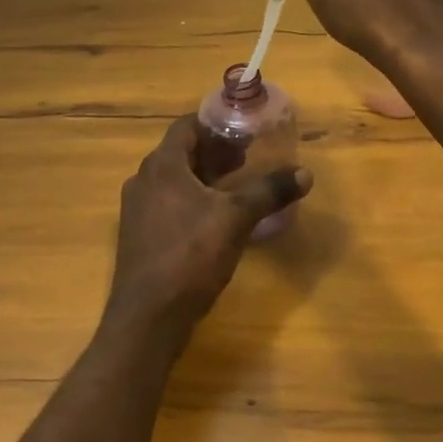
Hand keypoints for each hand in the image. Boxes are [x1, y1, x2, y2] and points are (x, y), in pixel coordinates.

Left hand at [103, 116, 312, 348]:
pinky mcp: (139, 235)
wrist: (149, 317)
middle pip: (180, 152)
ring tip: (236, 186)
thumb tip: (305, 173)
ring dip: (203, 177)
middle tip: (246, 158)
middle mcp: (143, 180)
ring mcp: (137, 210)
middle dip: (214, 152)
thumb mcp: (237, 219)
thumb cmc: (191, 255)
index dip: (215, 125)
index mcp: (162, 166)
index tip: (243, 131)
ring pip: (174, 180)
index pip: (186, 126)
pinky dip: (191, 200)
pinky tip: (215, 219)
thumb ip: (269, 191)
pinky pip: (167, 203)